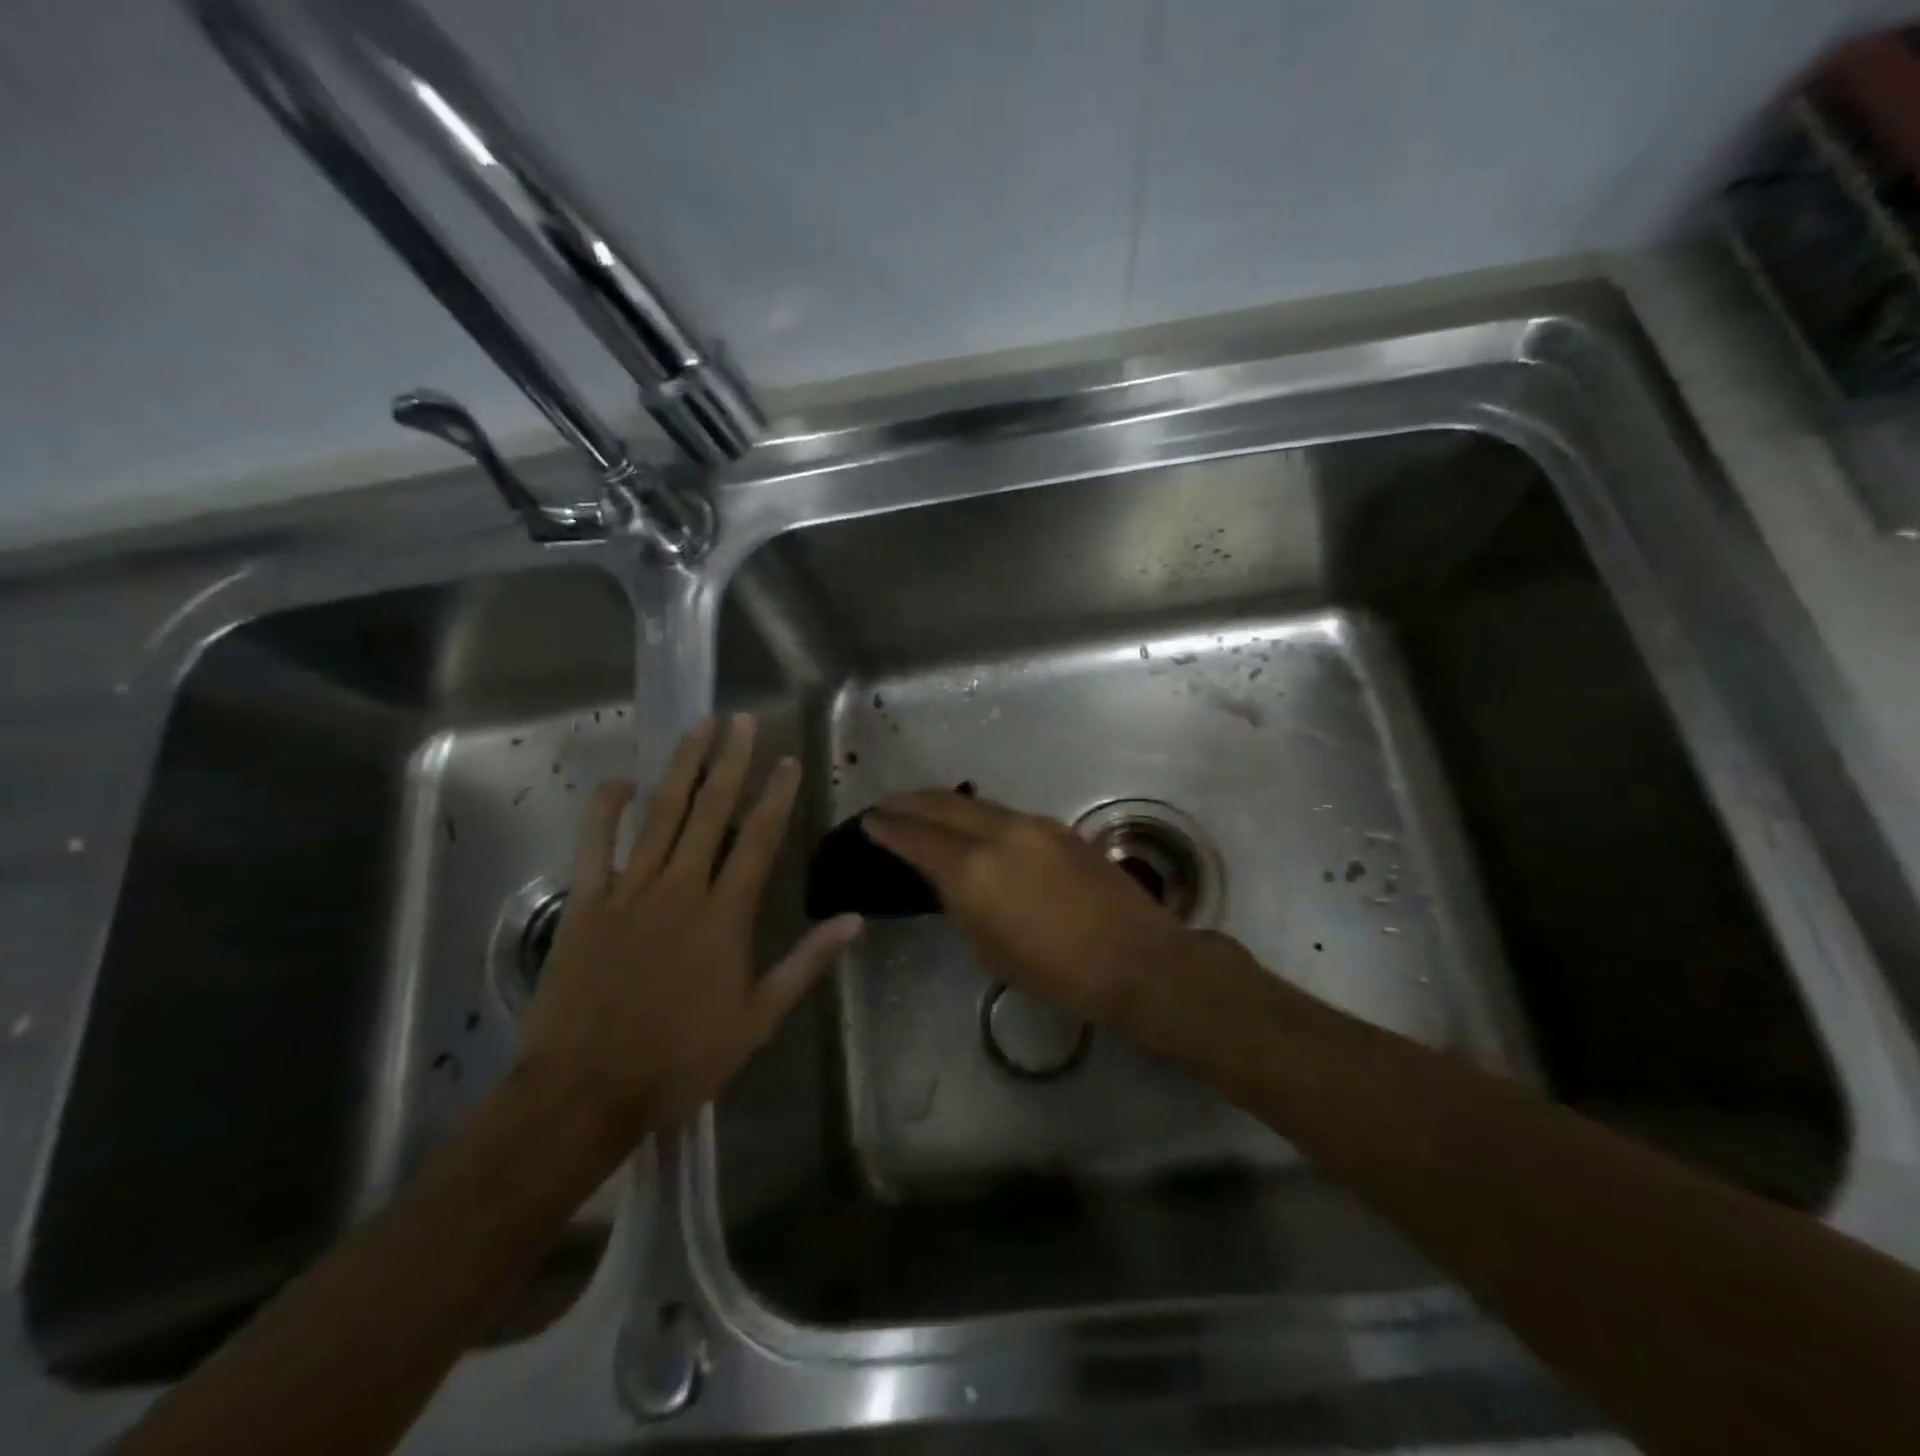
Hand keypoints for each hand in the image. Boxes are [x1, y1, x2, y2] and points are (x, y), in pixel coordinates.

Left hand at [517, 714, 861, 1145]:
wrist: (587, 1091)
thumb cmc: (681, 1058)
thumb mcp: (758, 1019)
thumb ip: (805, 963)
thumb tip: (853, 920)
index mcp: (725, 915)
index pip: (759, 839)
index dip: (776, 795)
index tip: (788, 760)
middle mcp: (681, 888)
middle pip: (710, 812)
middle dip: (730, 762)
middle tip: (741, 720)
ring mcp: (629, 891)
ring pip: (660, 815)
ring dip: (681, 768)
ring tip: (698, 728)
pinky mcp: (586, 904)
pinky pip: (595, 846)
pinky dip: (606, 810)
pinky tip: (620, 781)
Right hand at [863, 790, 1194, 1026]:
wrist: (1135, 958)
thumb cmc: (1056, 972)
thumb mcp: (990, 946)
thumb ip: (963, 902)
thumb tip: (951, 879)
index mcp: (974, 870)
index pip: (918, 838)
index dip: (889, 828)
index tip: (869, 821)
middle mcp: (1000, 833)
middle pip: (944, 805)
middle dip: (910, 802)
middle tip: (887, 804)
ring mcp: (1033, 825)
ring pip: (977, 805)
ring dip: (945, 804)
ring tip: (924, 809)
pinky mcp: (1059, 828)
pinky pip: (1005, 813)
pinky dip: (979, 815)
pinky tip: (975, 827)